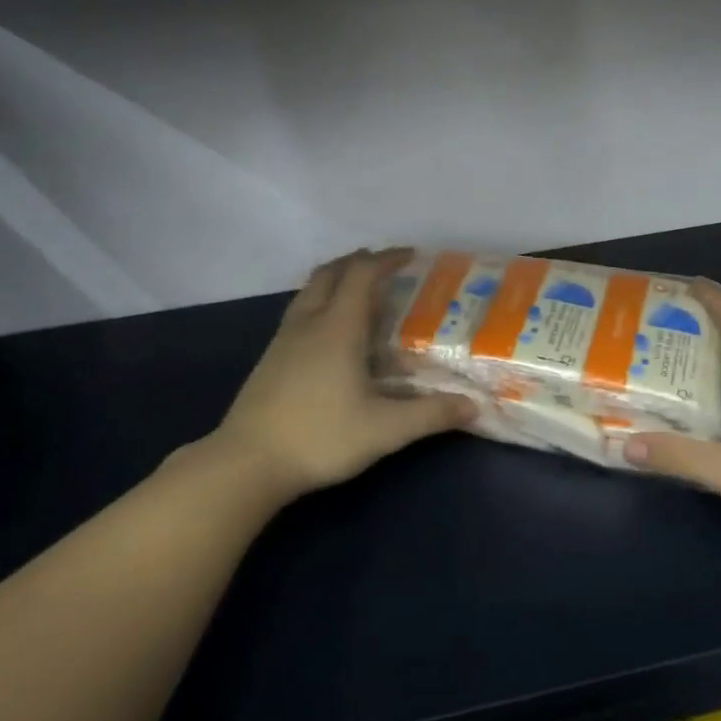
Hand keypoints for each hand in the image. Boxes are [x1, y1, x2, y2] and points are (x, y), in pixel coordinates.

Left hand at [198, 249, 476, 500]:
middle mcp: (309, 323)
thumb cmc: (320, 437)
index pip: (362, 274)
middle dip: (358, 262)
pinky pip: (300, 313)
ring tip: (361, 296)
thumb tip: (473, 406)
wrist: (246, 464)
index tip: (411, 257)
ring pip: (310, 291)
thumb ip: (431, 415)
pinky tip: (332, 337)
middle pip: (330, 273)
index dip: (387, 259)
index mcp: (338, 328)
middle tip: (385, 269)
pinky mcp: (270, 359)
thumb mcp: (385, 430)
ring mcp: (284, 340)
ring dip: (336, 281)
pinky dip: (321, 305)